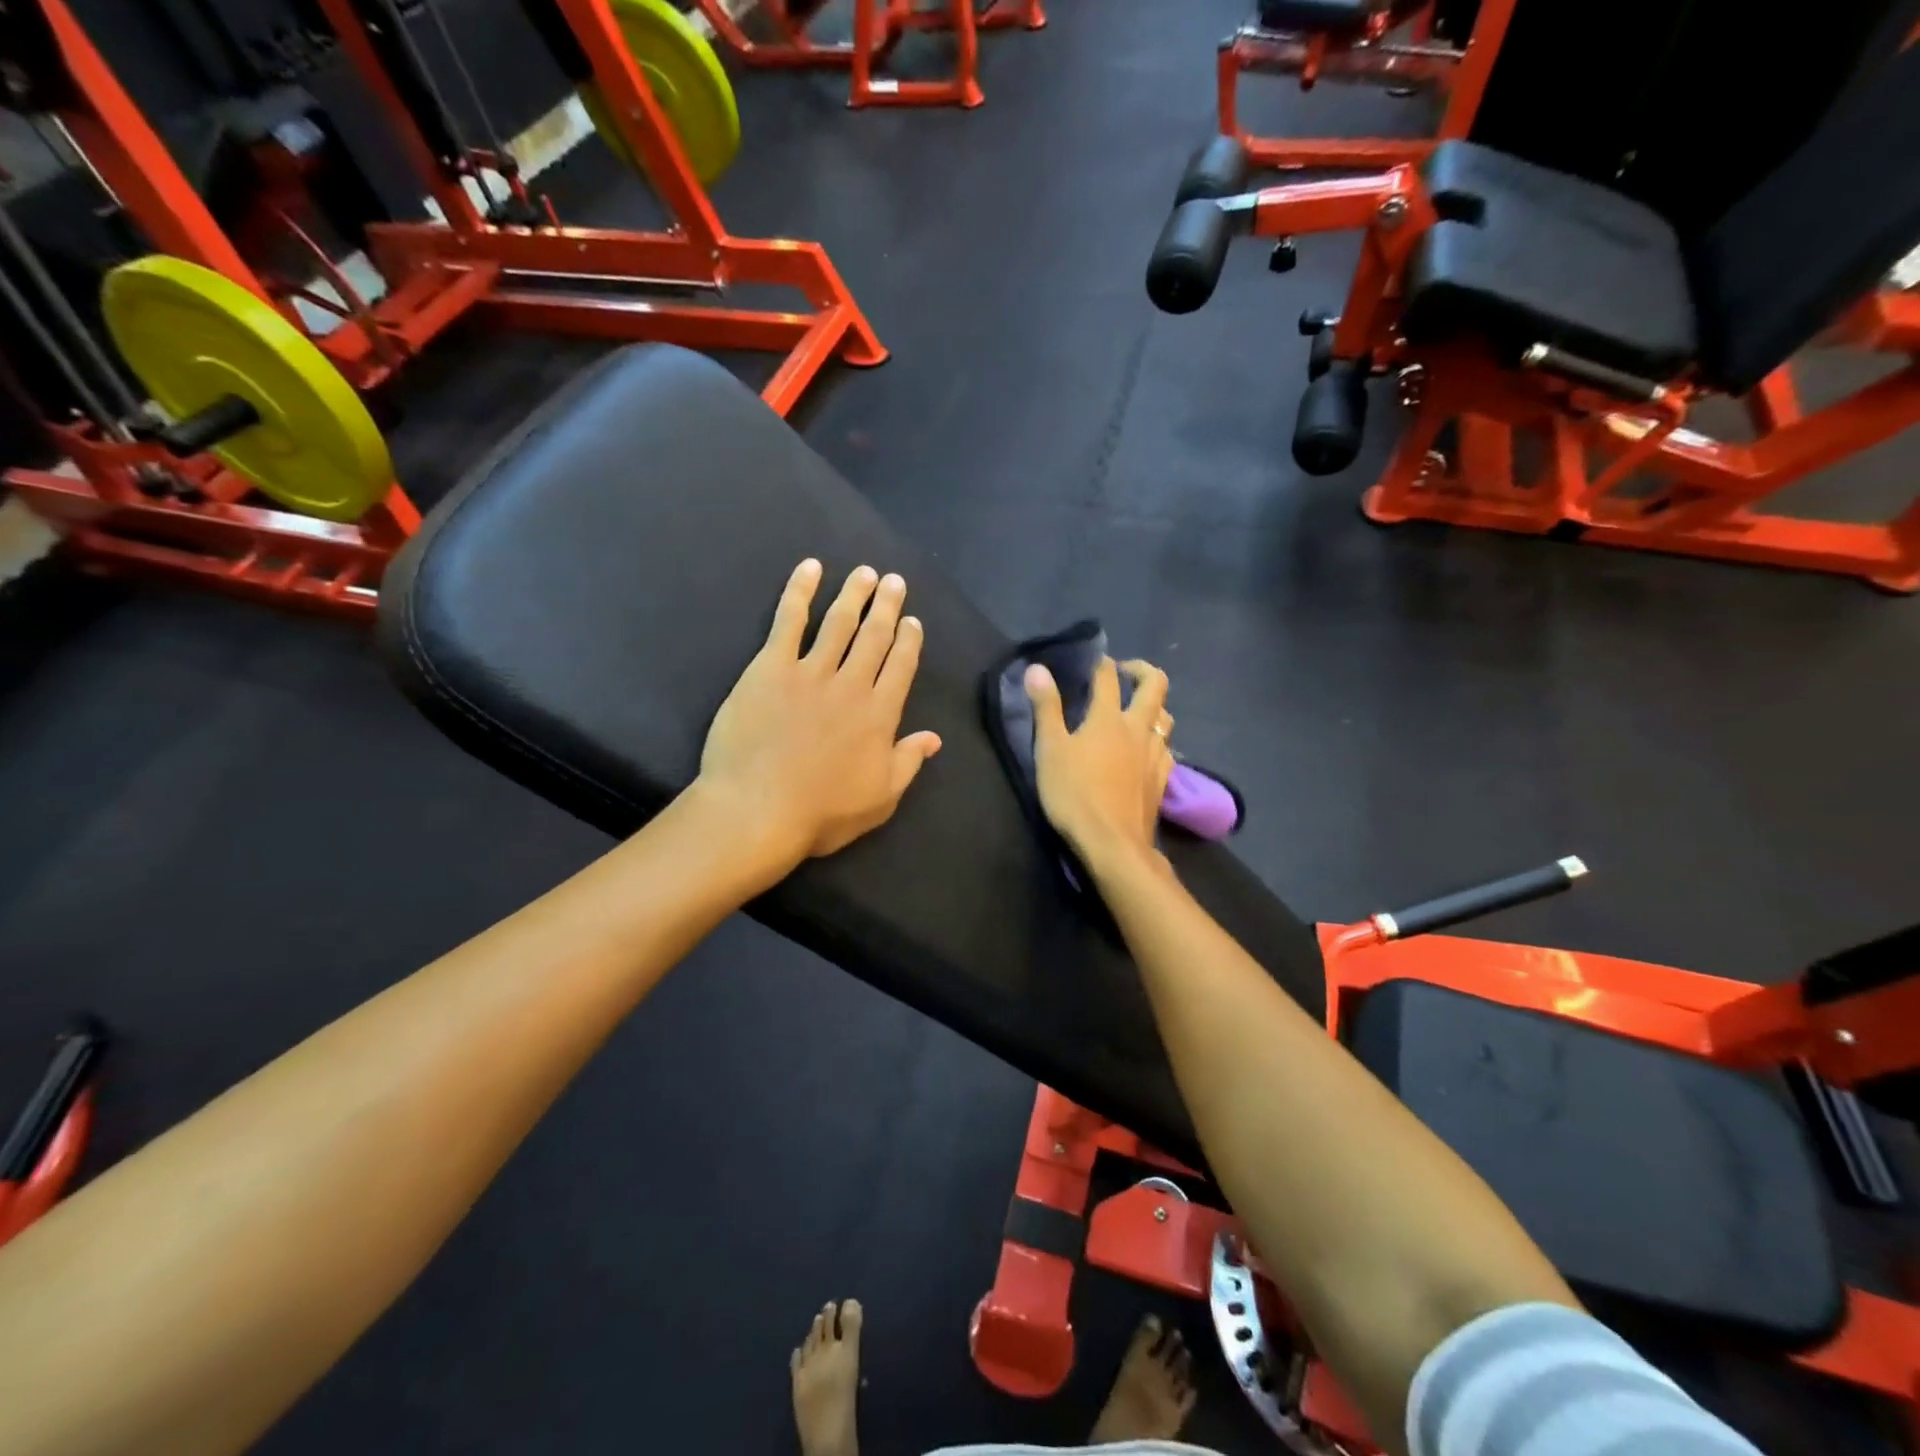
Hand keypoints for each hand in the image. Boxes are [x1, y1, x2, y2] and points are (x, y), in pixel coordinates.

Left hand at [698, 559, 941, 869]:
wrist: (758, 810)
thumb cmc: (822, 812)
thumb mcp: (881, 799)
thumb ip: (908, 762)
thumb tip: (934, 737)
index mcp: (880, 714)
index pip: (901, 666)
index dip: (909, 640)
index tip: (913, 621)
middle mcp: (851, 684)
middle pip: (874, 636)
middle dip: (887, 607)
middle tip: (894, 582)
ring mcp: (810, 672)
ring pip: (838, 622)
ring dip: (854, 594)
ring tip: (865, 573)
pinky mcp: (770, 667)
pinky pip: (789, 621)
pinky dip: (800, 591)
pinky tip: (810, 569)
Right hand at [1024, 656, 1173, 871]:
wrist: (1113, 843)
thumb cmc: (1075, 794)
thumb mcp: (1050, 750)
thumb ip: (1046, 708)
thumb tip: (1037, 668)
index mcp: (1109, 718)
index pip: (1108, 678)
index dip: (1101, 663)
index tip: (1094, 660)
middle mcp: (1138, 729)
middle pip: (1155, 686)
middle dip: (1142, 671)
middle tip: (1125, 672)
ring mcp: (1155, 755)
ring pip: (1165, 718)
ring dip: (1153, 707)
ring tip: (1137, 711)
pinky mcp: (1162, 780)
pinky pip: (1166, 749)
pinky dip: (1157, 740)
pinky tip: (1147, 751)